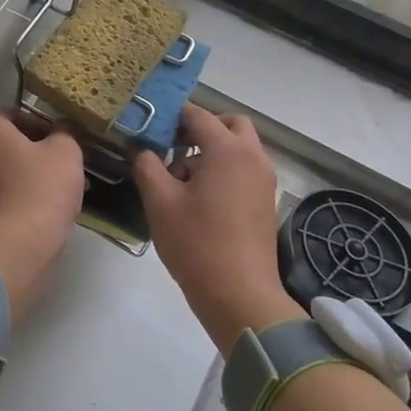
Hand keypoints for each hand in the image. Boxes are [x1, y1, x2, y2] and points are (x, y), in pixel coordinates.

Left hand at [0, 112, 85, 313]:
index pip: (17, 115)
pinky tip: (48, 205)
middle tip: (66, 164)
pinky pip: (4, 190)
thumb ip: (64, 131)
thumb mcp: (65, 150)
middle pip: (11, 143)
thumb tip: (61, 128)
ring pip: (9, 168)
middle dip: (39, 151)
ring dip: (33, 173)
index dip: (45, 125)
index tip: (64, 140)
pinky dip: (23, 192)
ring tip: (63, 187)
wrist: (19, 244)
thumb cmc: (41, 187)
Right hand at [132, 105, 292, 350]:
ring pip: (240, 147)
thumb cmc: (196, 243)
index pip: (198, 115)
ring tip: (182, 178)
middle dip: (203, 127)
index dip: (172, 115)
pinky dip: (226, 169)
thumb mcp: (159, 201)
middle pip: (231, 123)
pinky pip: (245, 169)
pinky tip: (200, 198)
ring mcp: (264, 181)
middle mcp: (252, 157)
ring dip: (214, 149)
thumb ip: (147, 165)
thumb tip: (144, 150)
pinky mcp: (266, 202)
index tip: (151, 125)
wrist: (240, 295)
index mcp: (227, 150)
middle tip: (175, 145)